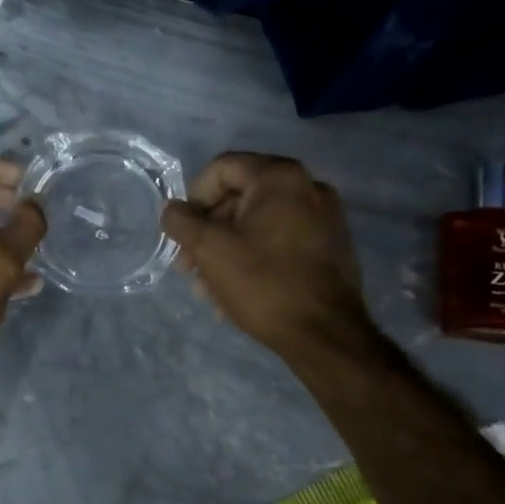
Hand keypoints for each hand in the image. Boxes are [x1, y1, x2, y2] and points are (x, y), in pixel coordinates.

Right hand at [161, 153, 372, 360]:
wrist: (325, 335)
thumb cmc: (263, 283)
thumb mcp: (210, 249)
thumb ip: (181, 221)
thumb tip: (173, 210)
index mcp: (280, 177)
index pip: (221, 168)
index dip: (193, 198)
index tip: (183, 233)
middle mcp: (309, 187)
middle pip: (241, 197)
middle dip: (209, 232)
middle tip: (190, 267)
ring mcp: (325, 218)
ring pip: (260, 224)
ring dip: (227, 251)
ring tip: (209, 289)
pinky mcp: (331, 247)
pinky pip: (282, 241)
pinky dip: (256, 258)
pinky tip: (238, 293)